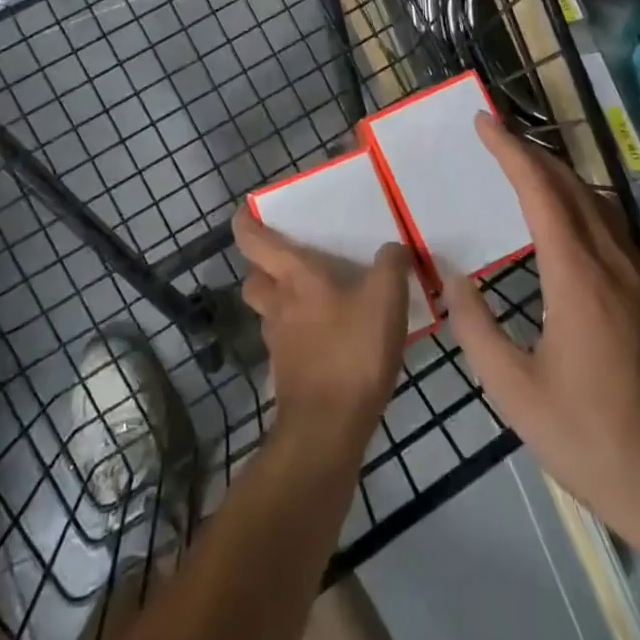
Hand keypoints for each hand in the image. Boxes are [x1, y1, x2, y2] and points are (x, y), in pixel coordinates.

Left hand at [233, 206, 409, 455]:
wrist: (327, 429)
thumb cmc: (352, 351)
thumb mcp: (385, 299)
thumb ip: (391, 266)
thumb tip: (394, 248)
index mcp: (294, 277)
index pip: (252, 240)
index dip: (245, 221)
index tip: (248, 210)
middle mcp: (277, 304)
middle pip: (255, 278)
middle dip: (265, 267)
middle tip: (293, 261)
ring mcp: (278, 342)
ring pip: (269, 311)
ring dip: (284, 301)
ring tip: (320, 299)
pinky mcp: (286, 373)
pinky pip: (287, 341)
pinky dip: (301, 334)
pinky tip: (332, 339)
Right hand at [446, 114, 639, 547]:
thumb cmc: (594, 442)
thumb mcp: (516, 394)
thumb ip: (476, 329)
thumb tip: (453, 278)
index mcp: (578, 276)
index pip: (541, 190)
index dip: (510, 149)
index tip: (483, 122)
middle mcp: (615, 264)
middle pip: (573, 186)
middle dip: (532, 153)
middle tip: (496, 137)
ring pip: (600, 206)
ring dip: (561, 178)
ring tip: (526, 172)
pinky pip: (620, 235)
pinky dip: (589, 210)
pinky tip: (580, 227)